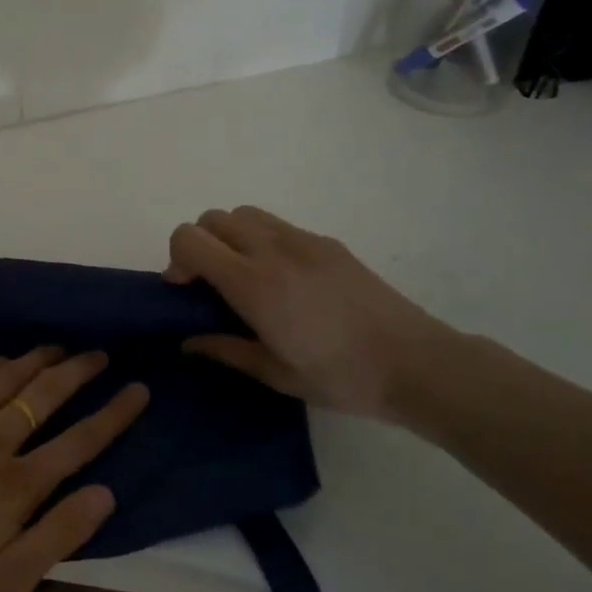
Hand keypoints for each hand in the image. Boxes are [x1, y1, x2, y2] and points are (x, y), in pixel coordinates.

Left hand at [0, 350, 147, 591]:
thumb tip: (106, 492)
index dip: (114, 413)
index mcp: (18, 484)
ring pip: (6, 378)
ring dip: (37, 359)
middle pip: (46, 394)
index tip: (138, 389)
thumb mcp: (6, 583)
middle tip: (101, 353)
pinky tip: (1, 360)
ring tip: (60, 345)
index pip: (80, 440)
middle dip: (79, 371)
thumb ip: (59, 535)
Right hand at [164, 206, 458, 420]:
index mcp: (253, 283)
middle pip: (213, 218)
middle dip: (200, 244)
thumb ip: (225, 350)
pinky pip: (277, 225)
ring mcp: (303, 241)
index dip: (176, 259)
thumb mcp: (275, 373)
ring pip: (245, 214)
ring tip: (245, 275)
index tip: (185, 289)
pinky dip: (262, 239)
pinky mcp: (327, 242)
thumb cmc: (341, 377)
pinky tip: (284, 279)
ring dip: (230, 236)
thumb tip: (187, 341)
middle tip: (210, 283)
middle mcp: (272, 250)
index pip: (190, 239)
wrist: (415, 363)